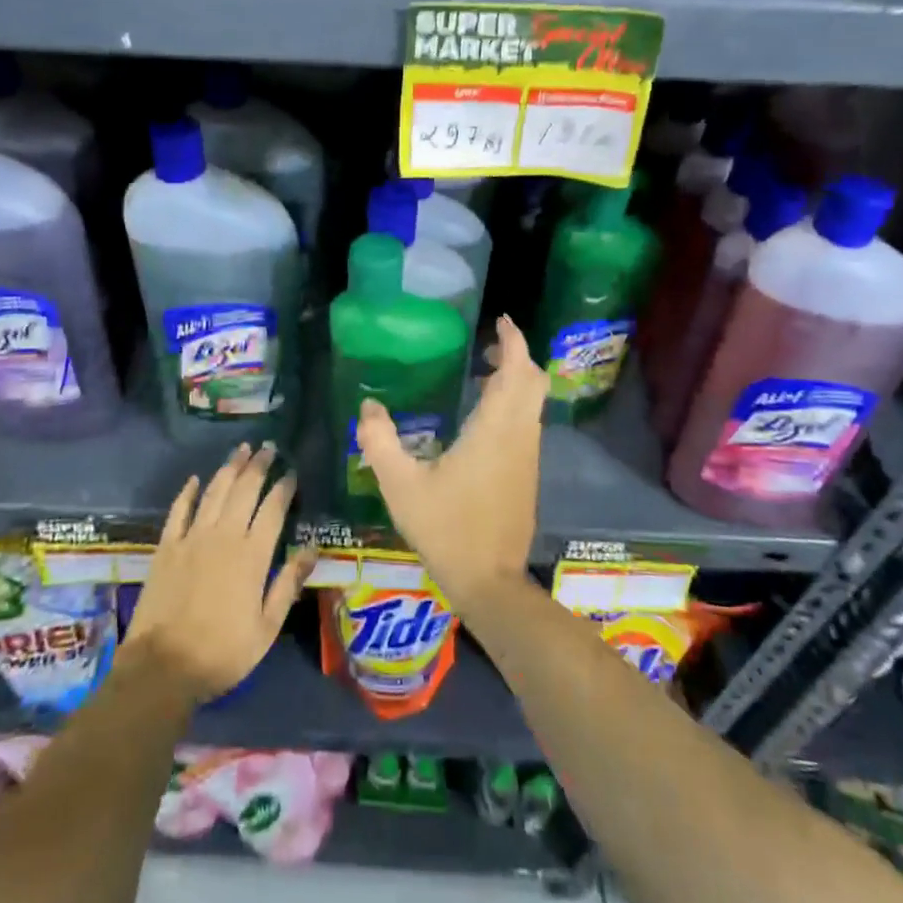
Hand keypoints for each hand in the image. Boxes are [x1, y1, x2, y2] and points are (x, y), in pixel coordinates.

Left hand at [123, 443, 316, 701]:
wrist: (161, 667)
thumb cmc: (222, 652)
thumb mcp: (267, 627)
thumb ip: (288, 584)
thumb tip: (311, 549)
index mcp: (252, 555)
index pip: (273, 509)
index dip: (283, 487)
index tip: (291, 471)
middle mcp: (223, 536)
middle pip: (244, 490)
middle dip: (258, 466)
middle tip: (268, 447)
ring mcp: (191, 538)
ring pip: (214, 492)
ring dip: (229, 468)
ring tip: (241, 450)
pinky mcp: (166, 546)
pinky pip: (179, 510)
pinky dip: (188, 492)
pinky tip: (195, 479)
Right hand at [355, 315, 545, 609]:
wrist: (490, 581)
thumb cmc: (446, 528)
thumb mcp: (400, 485)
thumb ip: (380, 441)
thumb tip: (369, 406)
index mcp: (494, 430)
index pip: (516, 371)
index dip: (513, 341)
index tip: (502, 321)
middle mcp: (519, 436)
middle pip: (533, 382)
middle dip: (517, 356)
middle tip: (488, 346)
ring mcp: (528, 456)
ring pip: (534, 404)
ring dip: (516, 381)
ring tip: (482, 375)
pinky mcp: (527, 474)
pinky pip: (528, 424)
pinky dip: (514, 405)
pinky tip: (483, 419)